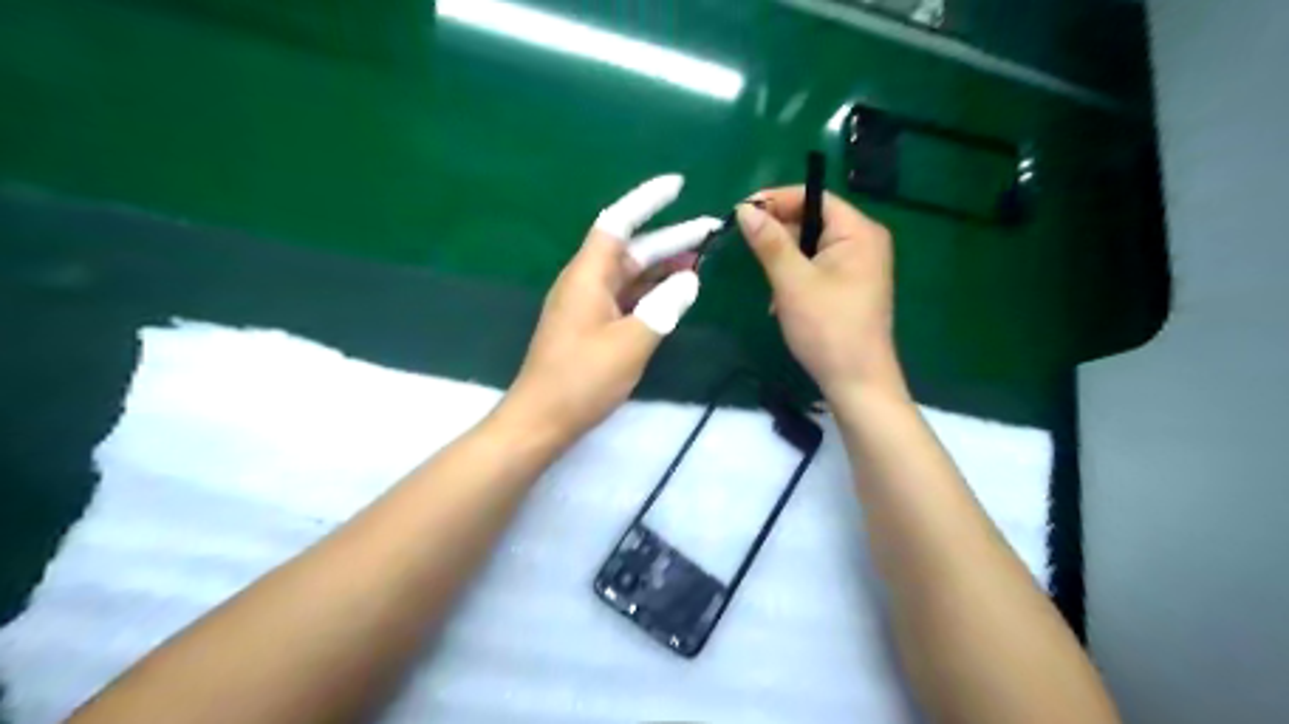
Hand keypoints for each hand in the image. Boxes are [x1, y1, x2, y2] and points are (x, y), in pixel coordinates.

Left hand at [494, 174, 720, 446]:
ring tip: (699, 261)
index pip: (618, 222)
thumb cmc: (582, 378)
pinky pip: (625, 297)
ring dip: (661, 267)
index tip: (677, 185)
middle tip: (709, 231)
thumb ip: (664, 308)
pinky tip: (673, 296)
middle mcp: (585, 282)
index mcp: (588, 275)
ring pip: (629, 274)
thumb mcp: (631, 342)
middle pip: (630, 248)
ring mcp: (586, 305)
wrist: (541, 419)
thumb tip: (689, 281)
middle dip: (669, 238)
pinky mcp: (590, 326)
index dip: (647, 200)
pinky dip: (650, 292)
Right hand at [734, 190, 903, 398]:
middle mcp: (864, 242)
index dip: (777, 200)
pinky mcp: (851, 288)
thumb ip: (770, 242)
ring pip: (812, 247)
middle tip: (748, 247)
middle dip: (779, 234)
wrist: (856, 382)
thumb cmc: (827, 328)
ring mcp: (860, 266)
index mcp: (858, 232)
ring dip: (784, 260)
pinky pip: (818, 268)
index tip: (742, 211)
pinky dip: (796, 277)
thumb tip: (745, 209)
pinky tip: (781, 300)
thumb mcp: (792, 282)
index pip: (814, 197)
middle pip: (814, 220)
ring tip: (766, 282)